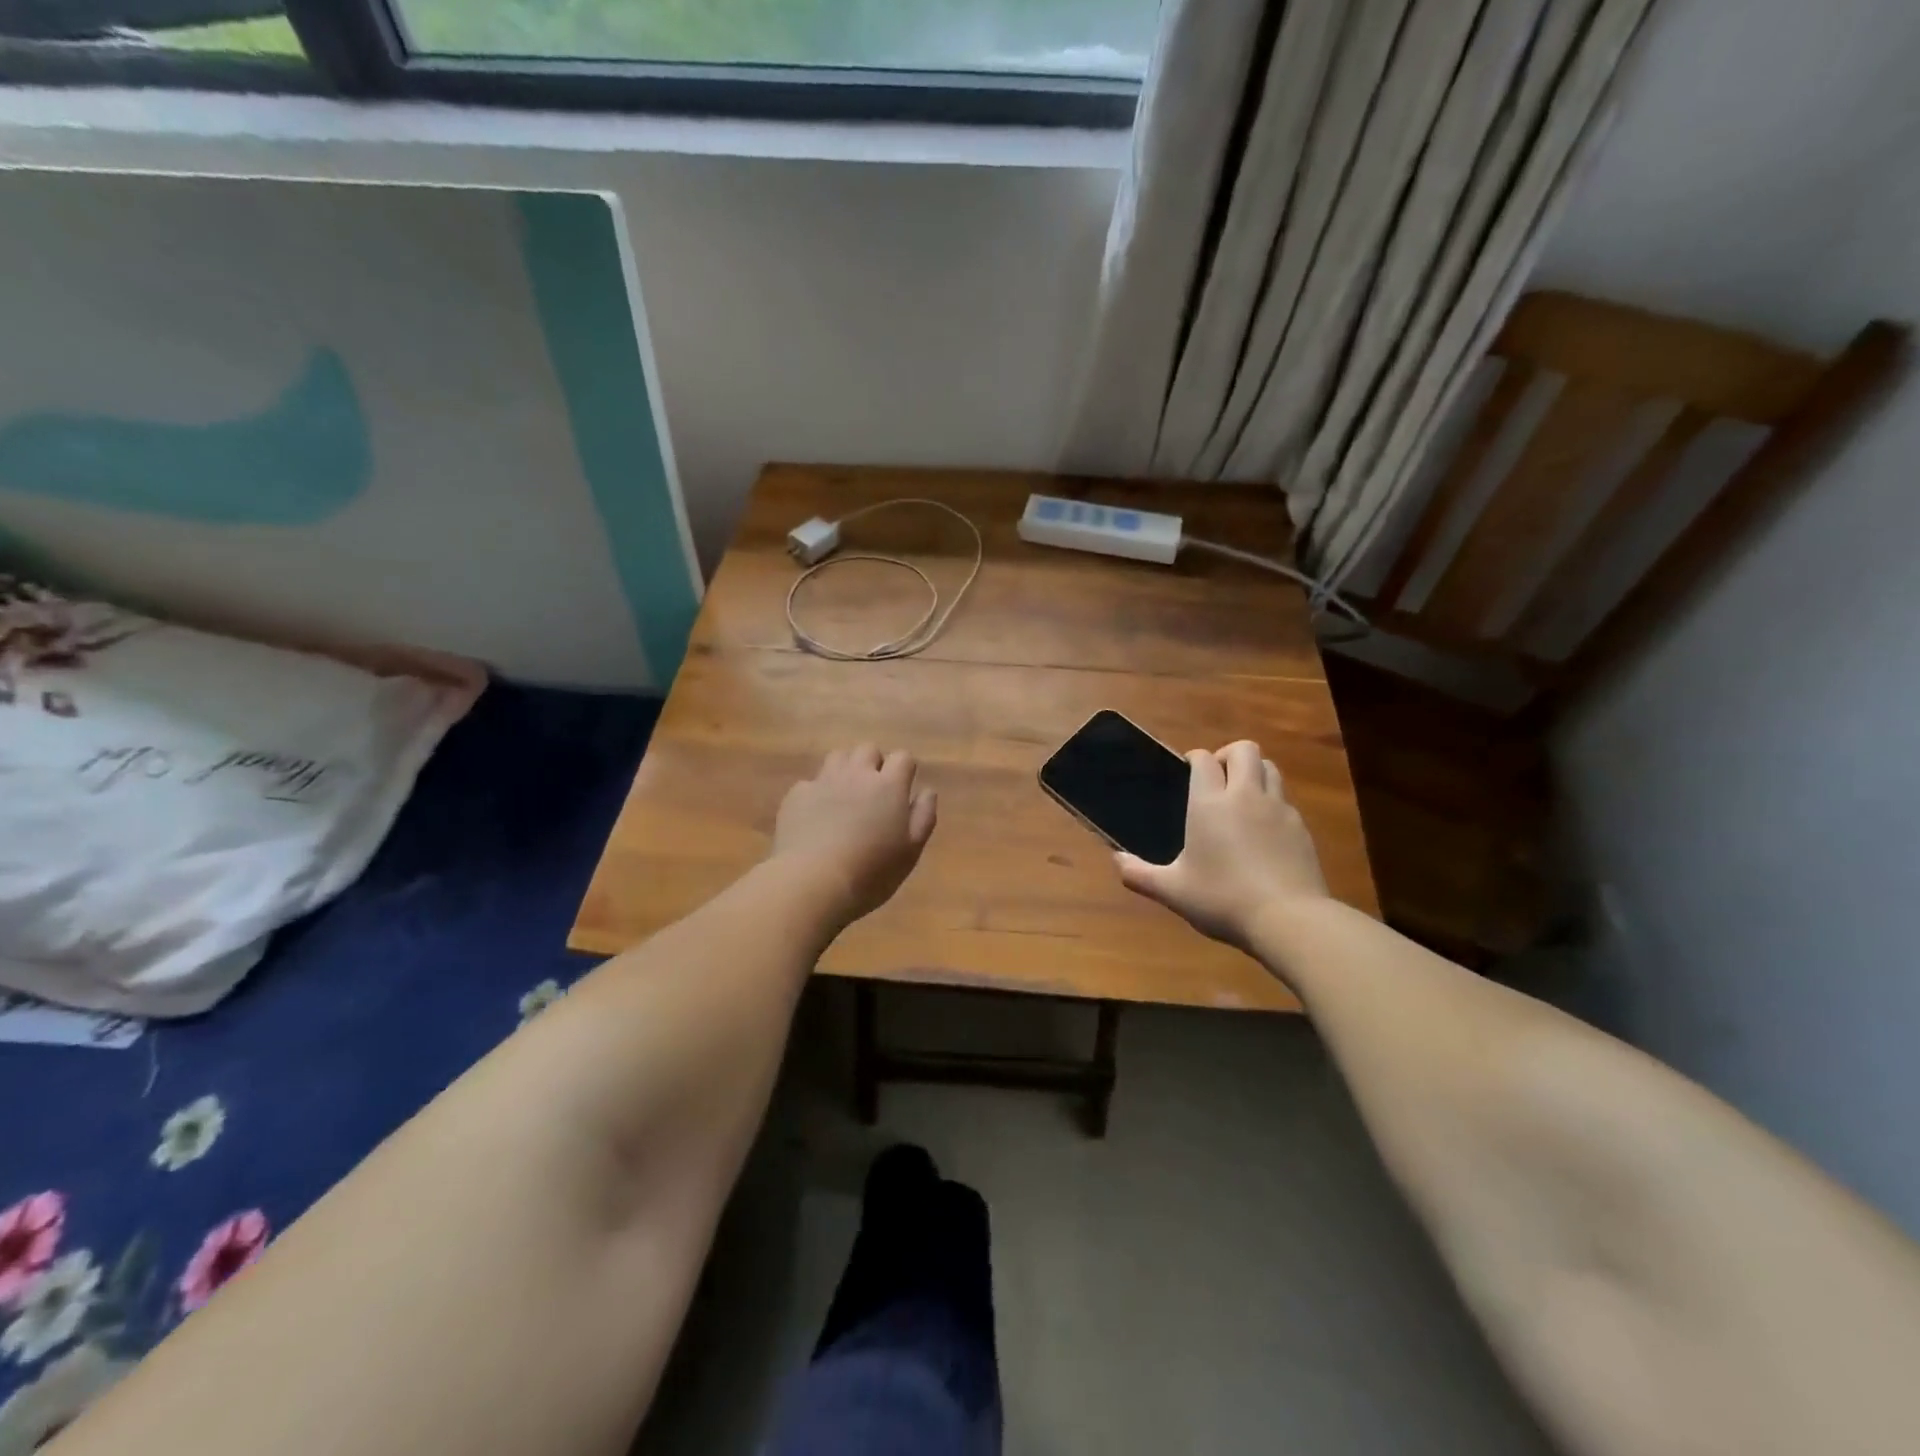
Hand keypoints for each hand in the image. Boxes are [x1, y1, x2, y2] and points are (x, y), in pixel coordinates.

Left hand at [772, 744, 937, 925]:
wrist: (811, 881)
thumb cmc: (871, 871)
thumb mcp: (910, 851)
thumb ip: (923, 816)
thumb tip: (927, 791)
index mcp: (889, 786)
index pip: (902, 757)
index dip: (905, 769)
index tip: (904, 788)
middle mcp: (857, 774)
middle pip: (868, 749)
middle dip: (874, 763)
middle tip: (874, 791)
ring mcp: (823, 781)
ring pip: (838, 757)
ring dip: (846, 769)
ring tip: (846, 795)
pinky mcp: (797, 795)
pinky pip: (811, 782)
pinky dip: (818, 792)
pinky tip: (816, 815)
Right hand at [1115, 740, 1327, 949]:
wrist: (1289, 919)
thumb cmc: (1223, 899)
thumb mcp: (1173, 891)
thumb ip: (1140, 874)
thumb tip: (1116, 860)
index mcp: (1210, 803)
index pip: (1204, 759)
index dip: (1194, 758)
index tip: (1187, 770)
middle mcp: (1245, 796)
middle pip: (1244, 750)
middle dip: (1228, 755)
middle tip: (1217, 777)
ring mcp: (1278, 809)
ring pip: (1270, 768)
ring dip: (1253, 773)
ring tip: (1241, 797)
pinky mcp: (1301, 828)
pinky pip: (1285, 800)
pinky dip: (1272, 803)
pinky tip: (1263, 831)